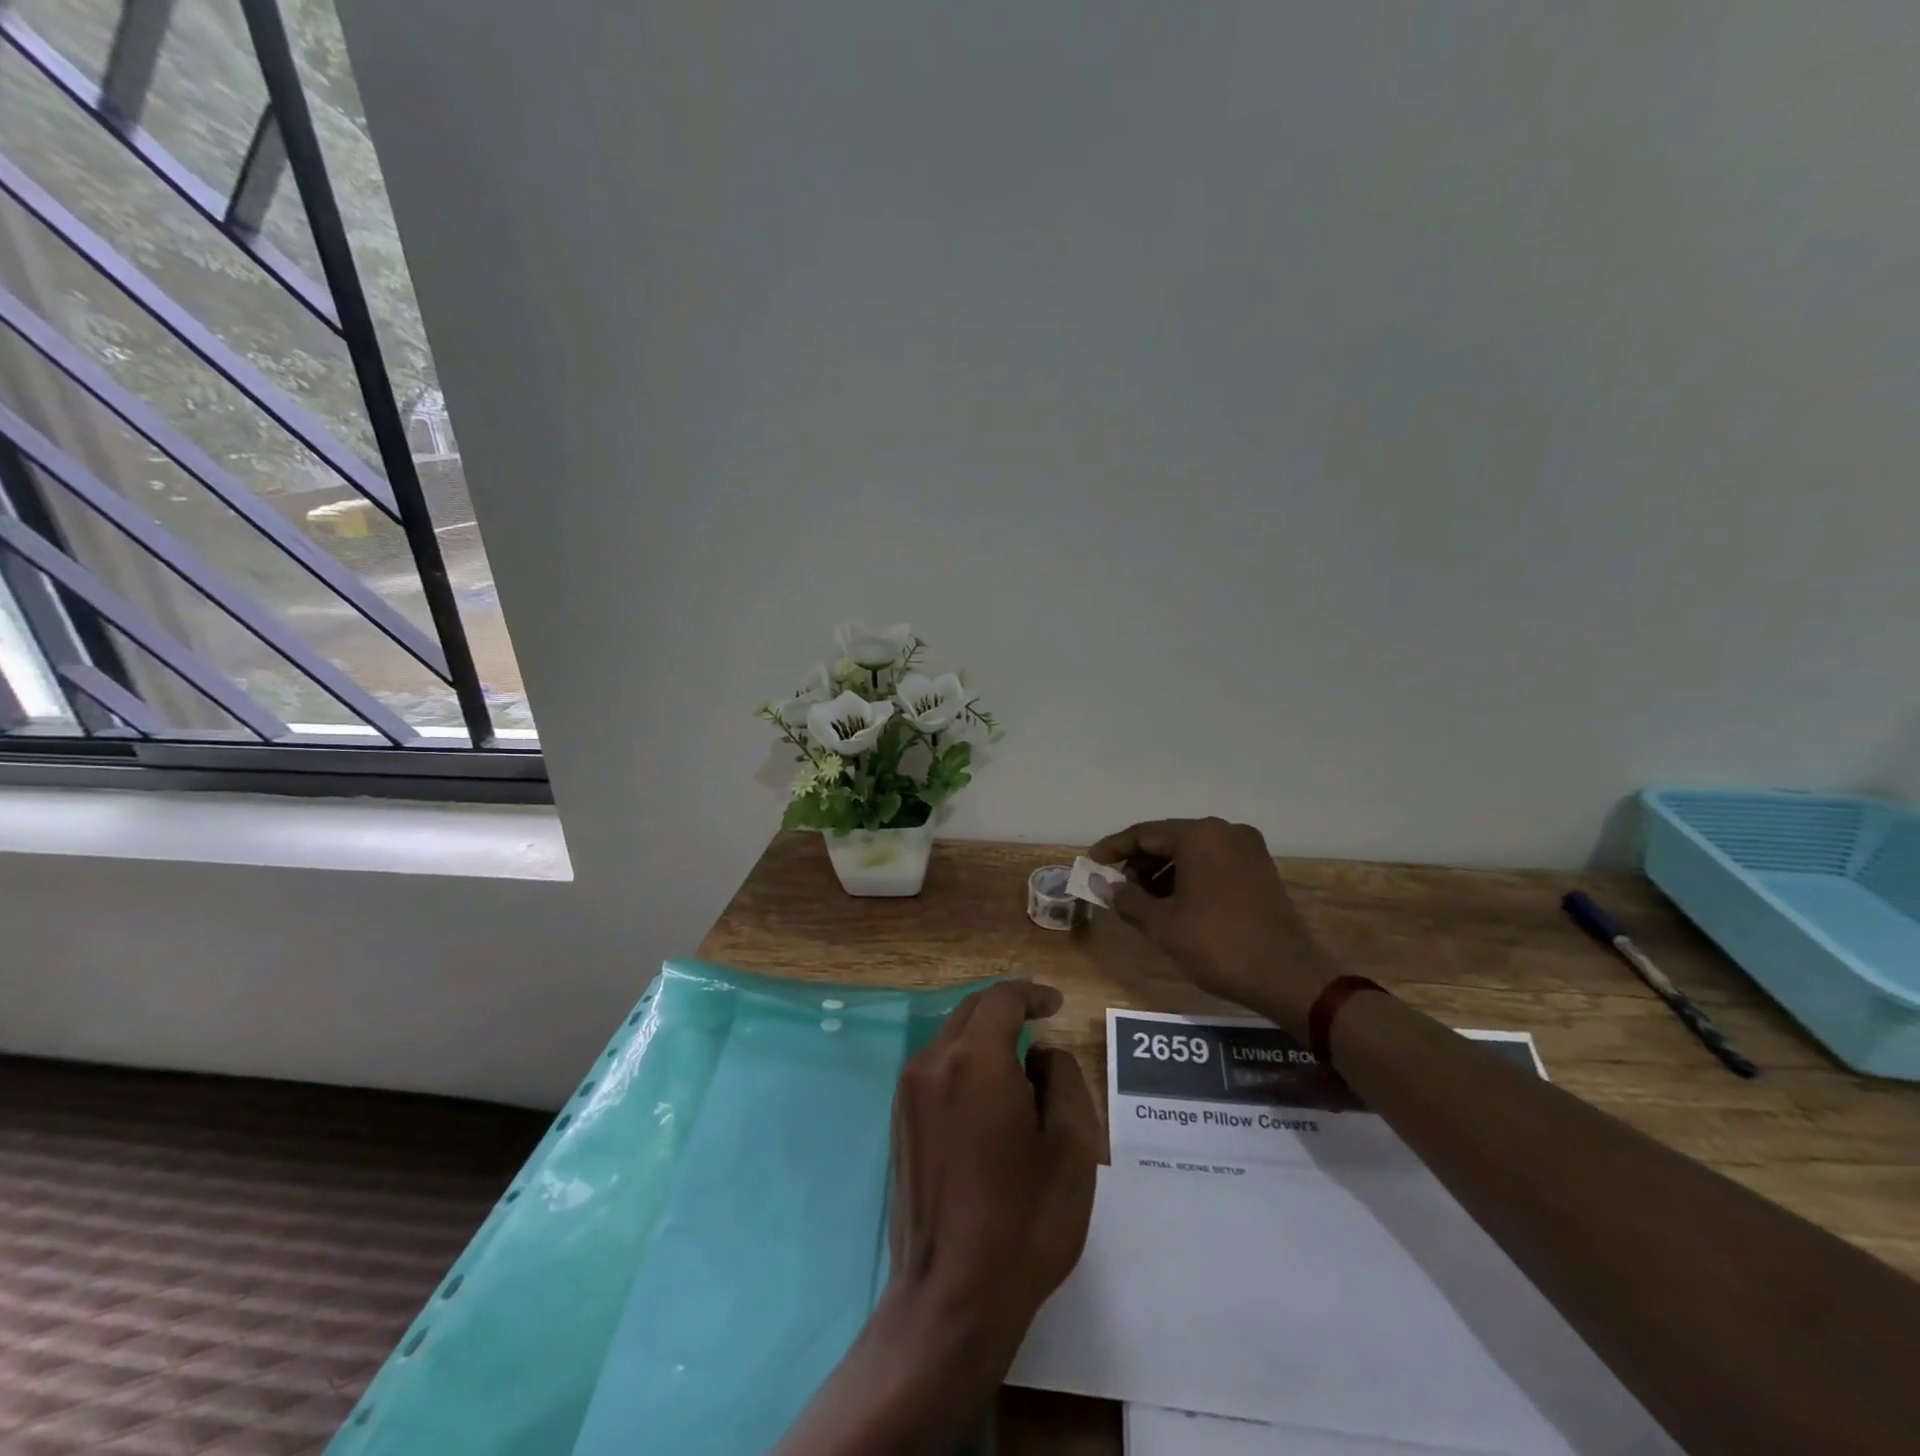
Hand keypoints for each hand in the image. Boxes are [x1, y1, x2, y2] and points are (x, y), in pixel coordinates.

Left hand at [887, 980, 1099, 1368]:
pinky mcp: (899, 1121)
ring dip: (984, 1036)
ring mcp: (908, 1092)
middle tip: (1040, 1023)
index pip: (1001, 1000)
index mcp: (974, 1060)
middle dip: (1007, 1009)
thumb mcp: (1071, 1148)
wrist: (950, 1298)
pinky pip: (935, 1068)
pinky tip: (987, 1095)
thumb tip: (1040, 1054)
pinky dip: (963, 1062)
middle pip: (971, 1011)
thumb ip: (1062, 1079)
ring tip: (1019, 1063)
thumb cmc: (1023, 1222)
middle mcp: (932, 1063)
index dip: (1031, 993)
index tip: (1056, 1004)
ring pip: (950, 1037)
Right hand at [1089, 817, 1333, 1033]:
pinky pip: (1213, 861)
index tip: (1091, 862)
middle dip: (1139, 861)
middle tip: (1116, 886)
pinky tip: (1175, 901)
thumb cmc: (1218, 945)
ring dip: (1163, 871)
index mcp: (1199, 835)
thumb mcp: (1162, 924)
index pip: (1143, 834)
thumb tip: (1104, 885)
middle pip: (1169, 838)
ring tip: (1142, 899)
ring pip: (1192, 850)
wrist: (1288, 976)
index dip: (1113, 848)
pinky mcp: (1260, 868)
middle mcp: (1225, 831)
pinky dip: (1189, 875)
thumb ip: (1127, 899)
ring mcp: (1247, 848)